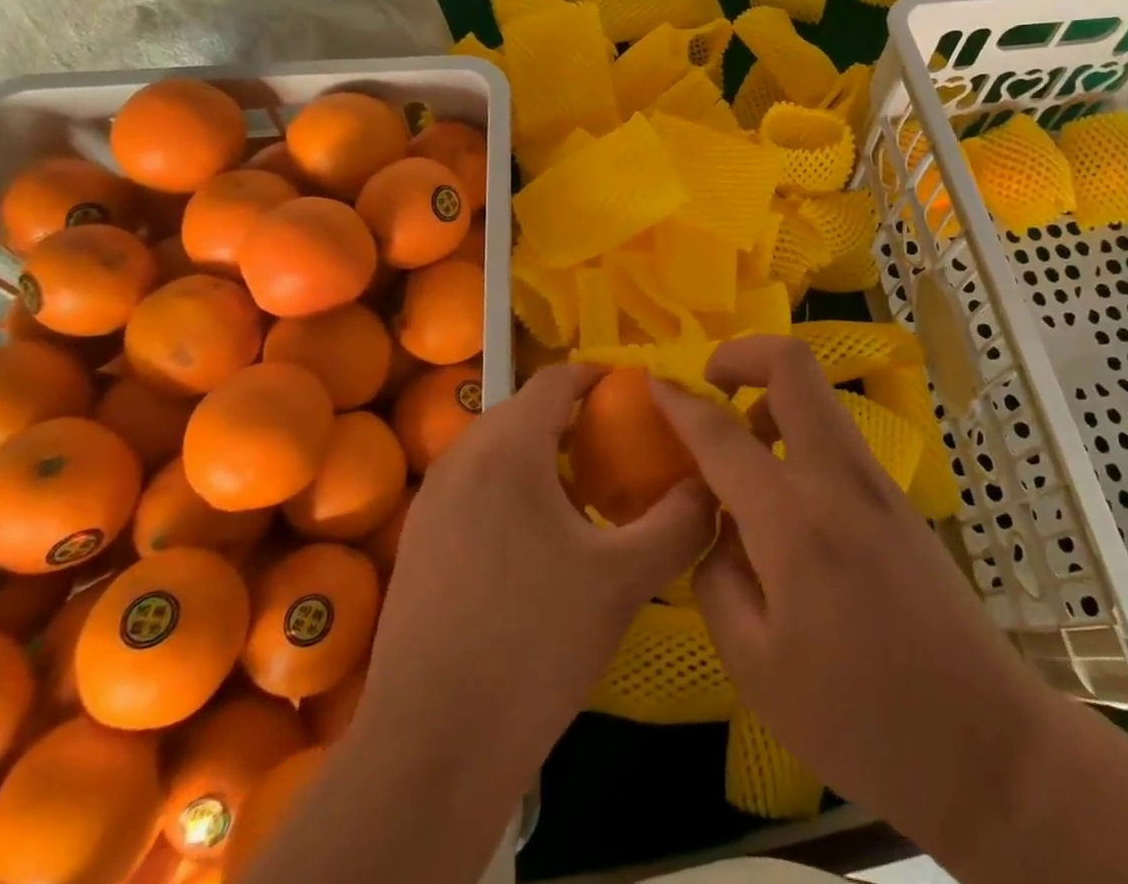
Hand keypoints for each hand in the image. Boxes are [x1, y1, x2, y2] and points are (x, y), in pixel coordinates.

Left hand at [369, 361, 717, 778]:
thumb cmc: (534, 646)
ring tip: (581, 494)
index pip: (555, 378)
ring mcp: (430, 500)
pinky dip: (509, 486)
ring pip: (495, 448)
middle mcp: (460, 458)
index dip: (599, 376)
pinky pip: (472, 484)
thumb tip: (710, 487)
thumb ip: (679, 522)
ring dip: (539, 453)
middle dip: (572, 417)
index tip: (636, 396)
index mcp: (507, 449)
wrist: (431, 750)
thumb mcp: (624, 581)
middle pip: (524, 409)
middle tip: (618, 449)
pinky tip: (534, 541)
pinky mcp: (417, 540)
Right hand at [655, 337, 1127, 883]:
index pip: (722, 433)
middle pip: (794, 365)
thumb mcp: (754, 665)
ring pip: (817, 398)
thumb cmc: (860, 720)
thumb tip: (716, 525)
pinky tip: (781, 503)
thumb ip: (716, 575)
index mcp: (794, 520)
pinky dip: (796, 436)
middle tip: (710, 385)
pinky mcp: (896, 500)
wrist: (989, 747)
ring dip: (770, 400)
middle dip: (743, 354)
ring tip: (740, 459)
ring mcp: (875, 483)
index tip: (651, 382)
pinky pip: (834, 438)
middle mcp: (838, 479)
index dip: (679, 401)